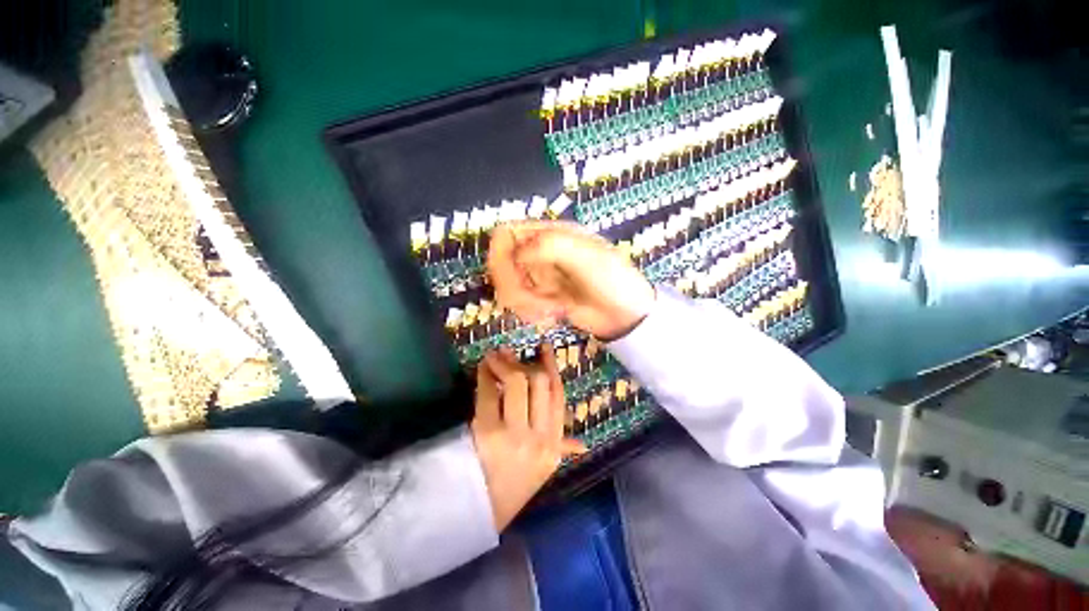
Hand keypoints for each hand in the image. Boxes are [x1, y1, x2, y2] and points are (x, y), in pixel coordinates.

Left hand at [471, 346, 583, 529]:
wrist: (481, 512)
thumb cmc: (514, 486)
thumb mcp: (544, 467)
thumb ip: (563, 449)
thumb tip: (583, 445)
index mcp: (554, 442)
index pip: (557, 394)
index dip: (551, 366)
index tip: (544, 348)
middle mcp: (539, 436)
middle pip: (539, 382)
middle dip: (524, 362)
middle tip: (510, 353)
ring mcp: (514, 434)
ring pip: (516, 382)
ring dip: (504, 363)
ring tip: (495, 356)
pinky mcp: (488, 432)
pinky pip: (488, 393)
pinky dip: (485, 375)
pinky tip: (483, 367)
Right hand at [488, 221, 655, 339]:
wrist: (625, 314)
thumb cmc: (612, 279)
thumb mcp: (587, 256)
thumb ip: (551, 247)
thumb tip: (518, 254)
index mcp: (549, 234)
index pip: (505, 234)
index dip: (501, 254)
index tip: (516, 274)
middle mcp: (538, 252)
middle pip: (500, 264)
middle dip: (514, 287)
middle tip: (536, 303)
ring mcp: (538, 276)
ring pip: (507, 287)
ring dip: (525, 304)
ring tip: (552, 311)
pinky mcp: (540, 297)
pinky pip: (519, 304)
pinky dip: (531, 313)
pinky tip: (553, 315)